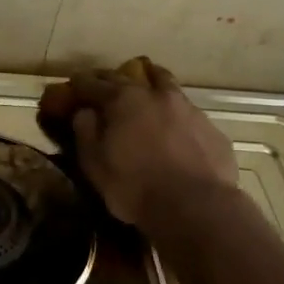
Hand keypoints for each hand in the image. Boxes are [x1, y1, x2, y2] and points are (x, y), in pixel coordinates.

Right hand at [39, 57, 237, 229]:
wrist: (196, 207)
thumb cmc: (135, 187)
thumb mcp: (95, 165)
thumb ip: (85, 132)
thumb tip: (84, 112)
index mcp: (123, 100)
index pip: (92, 83)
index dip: (79, 83)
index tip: (73, 85)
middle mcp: (155, 94)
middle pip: (129, 76)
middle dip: (111, 79)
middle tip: (102, 86)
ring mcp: (187, 108)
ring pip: (164, 83)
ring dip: (150, 83)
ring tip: (144, 92)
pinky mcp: (210, 127)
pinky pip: (187, 112)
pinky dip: (174, 114)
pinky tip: (174, 129)